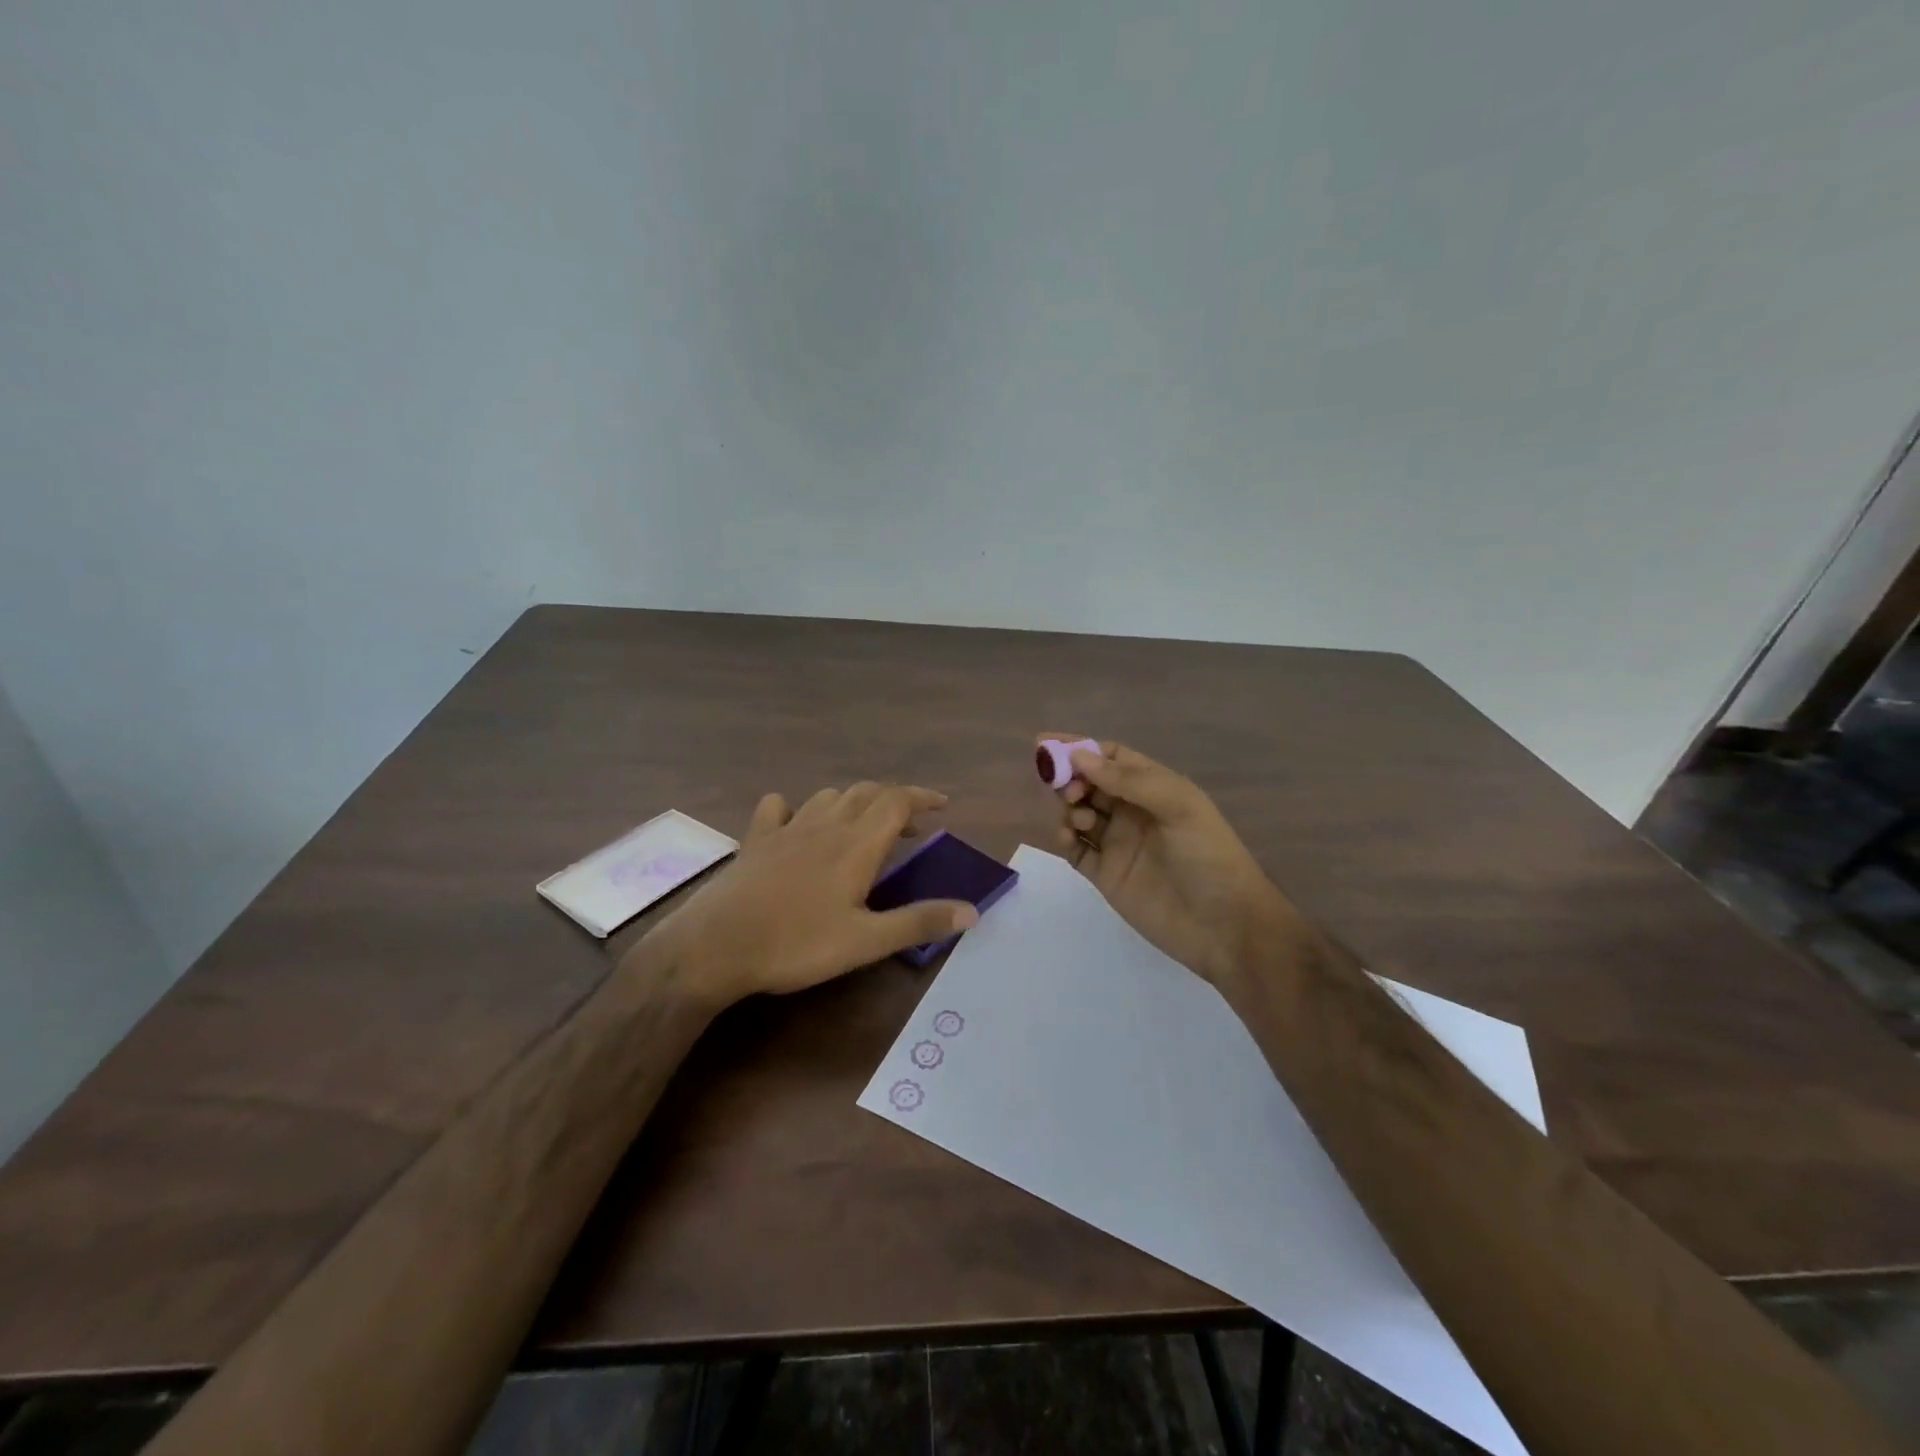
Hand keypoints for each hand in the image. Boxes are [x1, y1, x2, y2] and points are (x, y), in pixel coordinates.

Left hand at [638, 782, 978, 1006]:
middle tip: (910, 825)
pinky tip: (797, 824)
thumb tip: (973, 910)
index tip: (942, 805)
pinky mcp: (756, 840)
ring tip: (863, 825)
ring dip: (853, 801)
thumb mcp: (866, 941)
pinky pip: (778, 807)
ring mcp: (787, 829)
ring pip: (828, 796)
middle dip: (893, 800)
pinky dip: (796, 807)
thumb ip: (919, 922)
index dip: (922, 797)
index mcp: (856, 844)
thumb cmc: (797, 944)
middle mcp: (825, 826)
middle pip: (866, 792)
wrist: (716, 945)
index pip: (897, 801)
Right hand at [1041, 734, 1288, 988]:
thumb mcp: (1178, 806)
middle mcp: (1133, 812)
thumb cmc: (1208, 856)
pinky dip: (1065, 839)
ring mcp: (1118, 844)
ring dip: (1069, 808)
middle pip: (1090, 783)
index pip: (1111, 757)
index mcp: (1155, 788)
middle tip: (1066, 789)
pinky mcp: (1106, 875)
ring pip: (1078, 814)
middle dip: (1071, 778)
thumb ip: (1128, 780)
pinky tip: (1067, 838)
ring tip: (1079, 820)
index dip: (1080, 748)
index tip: (1047, 744)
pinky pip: (1076, 849)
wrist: (1224, 927)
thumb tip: (1078, 756)